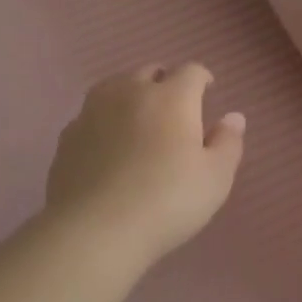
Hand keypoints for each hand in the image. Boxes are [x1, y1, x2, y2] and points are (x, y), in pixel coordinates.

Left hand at [45, 63, 246, 265]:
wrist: (95, 230)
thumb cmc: (168, 201)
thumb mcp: (215, 178)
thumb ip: (228, 142)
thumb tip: (233, 117)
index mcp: (172, 98)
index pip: (191, 72)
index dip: (201, 78)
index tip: (207, 90)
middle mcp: (130, 93)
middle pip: (149, 72)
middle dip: (164, 82)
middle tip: (174, 106)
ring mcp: (93, 112)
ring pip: (114, 87)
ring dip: (130, 95)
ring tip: (137, 117)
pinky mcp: (68, 136)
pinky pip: (91, 116)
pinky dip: (104, 121)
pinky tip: (107, 144)